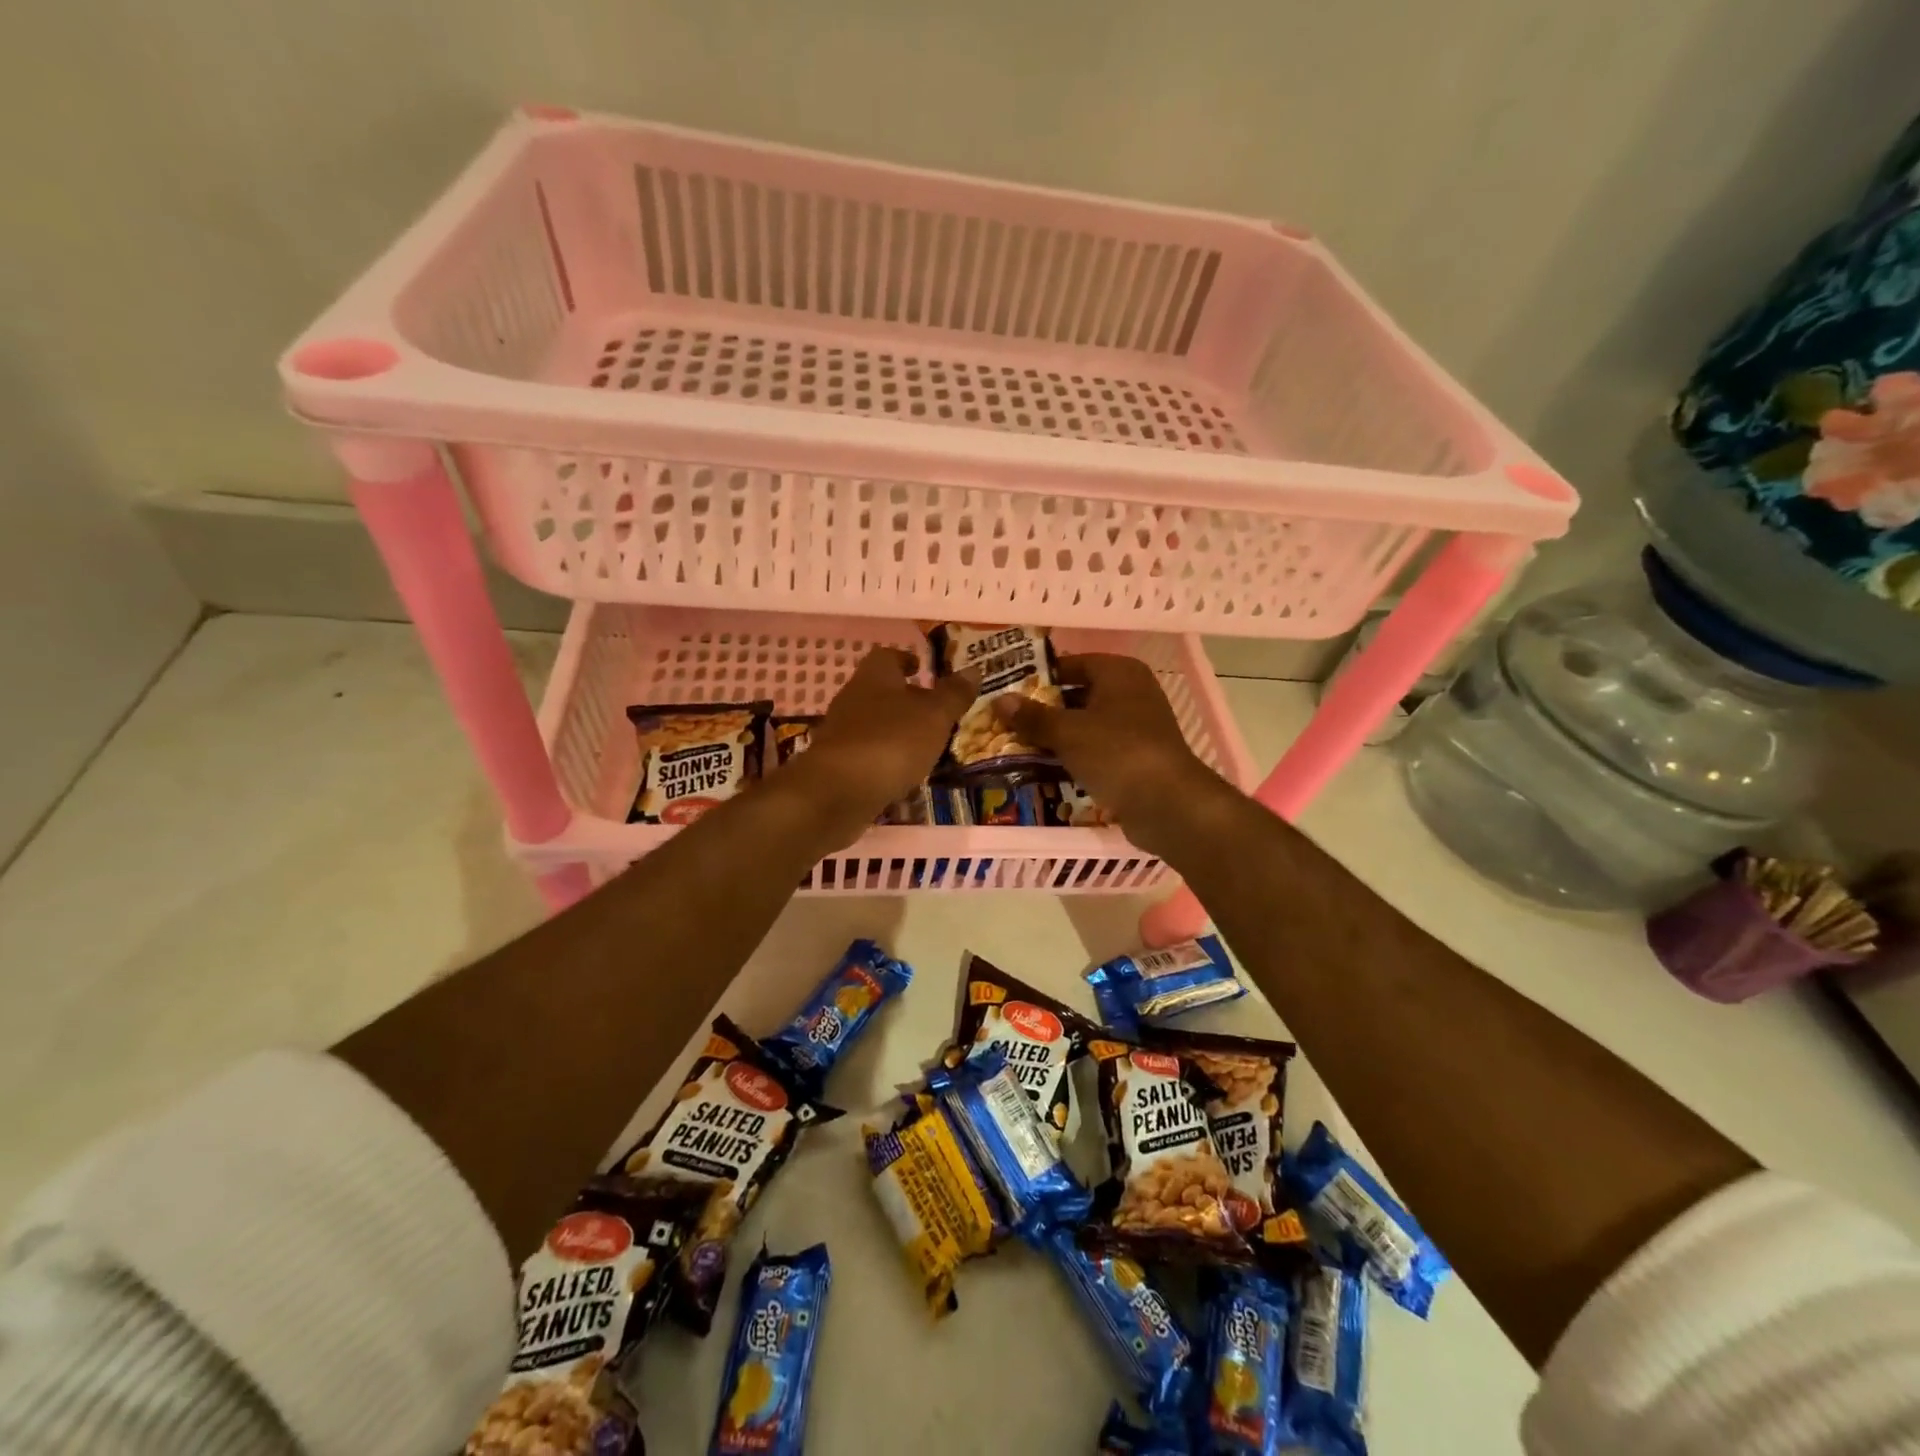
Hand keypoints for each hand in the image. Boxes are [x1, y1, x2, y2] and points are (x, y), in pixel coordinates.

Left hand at [782, 647, 977, 845]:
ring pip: (874, 725)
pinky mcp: (836, 766)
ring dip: (897, 733)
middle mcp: (852, 698)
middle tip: (935, 713)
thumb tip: (974, 669)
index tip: (923, 669)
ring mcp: (840, 733)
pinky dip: (885, 761)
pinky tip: (903, 777)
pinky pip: (867, 756)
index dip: (907, 660)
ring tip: (926, 749)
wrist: (836, 793)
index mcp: (875, 676)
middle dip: (906, 700)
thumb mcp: (934, 716)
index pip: (888, 656)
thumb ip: (954, 694)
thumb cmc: (891, 742)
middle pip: (880, 691)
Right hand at [993, 653, 1233, 857]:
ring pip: (1085, 725)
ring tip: (1015, 745)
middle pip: (1077, 695)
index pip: (1070, 664)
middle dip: (1043, 710)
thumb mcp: (1067, 732)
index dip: (1038, 676)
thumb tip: (1000, 701)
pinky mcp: (1135, 758)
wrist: (1167, 804)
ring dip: (1055, 737)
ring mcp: (1135, 727)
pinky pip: (1096, 750)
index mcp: (1119, 672)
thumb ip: (1033, 716)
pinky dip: (1072, 757)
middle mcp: (1131, 693)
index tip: (1007, 690)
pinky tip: (1043, 769)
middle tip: (1004, 721)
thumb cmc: (1116, 752)